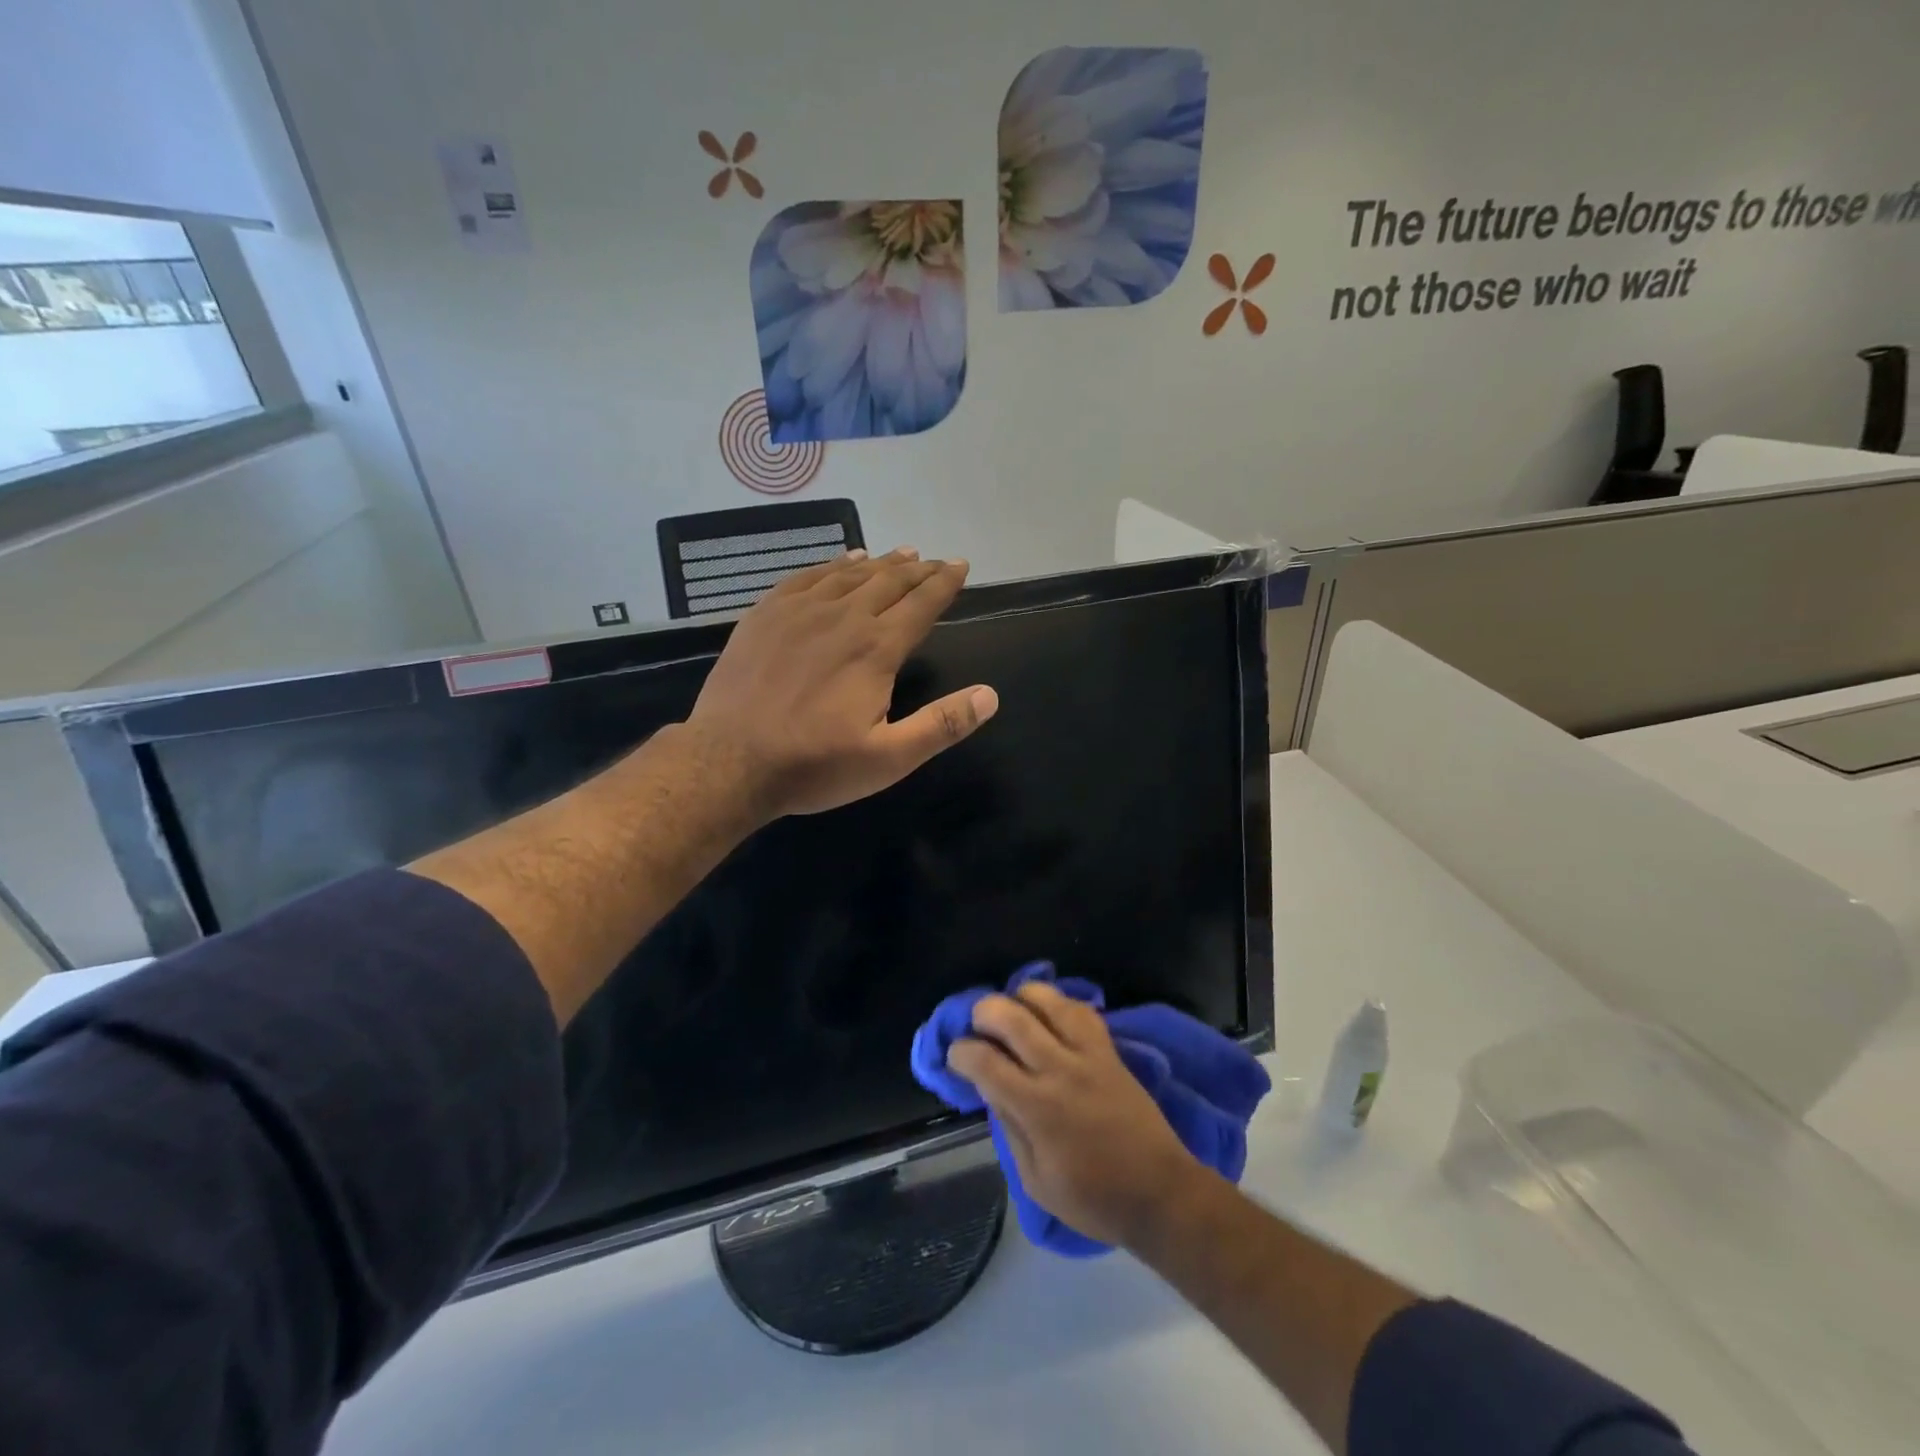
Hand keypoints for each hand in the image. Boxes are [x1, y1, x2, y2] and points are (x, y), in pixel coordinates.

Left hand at [686, 549, 997, 821]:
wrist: (729, 762)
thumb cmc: (814, 765)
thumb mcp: (889, 759)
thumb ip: (942, 724)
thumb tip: (990, 695)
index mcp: (877, 648)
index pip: (921, 604)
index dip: (945, 583)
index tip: (960, 566)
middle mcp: (843, 617)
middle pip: (889, 581)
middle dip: (918, 569)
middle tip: (936, 560)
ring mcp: (799, 611)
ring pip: (849, 573)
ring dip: (880, 562)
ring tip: (900, 553)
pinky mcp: (765, 615)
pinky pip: (806, 576)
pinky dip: (832, 564)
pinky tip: (842, 560)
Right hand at [949, 982, 1203, 1248]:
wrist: (1161, 1192)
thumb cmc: (1094, 1199)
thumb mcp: (1036, 1181)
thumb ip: (1009, 1130)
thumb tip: (991, 1090)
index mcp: (1036, 1108)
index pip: (984, 1061)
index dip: (960, 1052)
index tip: (955, 1057)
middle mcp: (1059, 1069)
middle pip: (1010, 1016)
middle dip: (982, 1013)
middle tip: (977, 1028)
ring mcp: (1088, 1053)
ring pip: (1046, 1000)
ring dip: (1020, 998)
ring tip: (1012, 1012)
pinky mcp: (1109, 1049)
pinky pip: (1080, 1009)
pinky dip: (1057, 1004)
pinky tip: (1048, 1015)